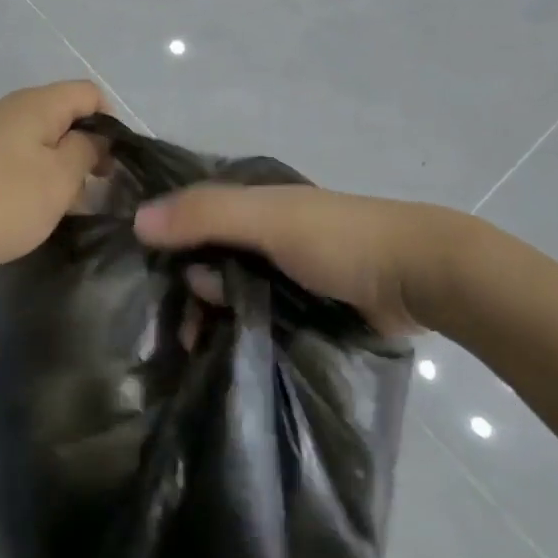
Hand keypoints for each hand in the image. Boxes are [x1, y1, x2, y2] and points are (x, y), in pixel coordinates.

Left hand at [0, 81, 106, 290]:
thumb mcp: (57, 180)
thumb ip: (85, 153)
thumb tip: (94, 139)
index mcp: (36, 104)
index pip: (89, 94)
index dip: (111, 125)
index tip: (114, 167)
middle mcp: (7, 110)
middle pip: (61, 119)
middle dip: (84, 153)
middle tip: (92, 196)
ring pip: (34, 145)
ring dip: (55, 173)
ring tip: (59, 212)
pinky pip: (8, 164)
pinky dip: (25, 184)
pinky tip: (22, 216)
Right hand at [133, 184, 480, 336]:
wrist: (421, 278)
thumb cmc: (339, 239)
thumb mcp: (267, 219)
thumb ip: (204, 216)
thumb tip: (136, 221)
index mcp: (251, 202)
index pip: (189, 216)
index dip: (163, 242)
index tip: (141, 283)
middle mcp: (260, 233)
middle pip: (205, 258)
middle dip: (187, 290)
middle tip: (176, 333)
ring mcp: (281, 272)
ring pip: (228, 291)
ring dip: (211, 316)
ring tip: (195, 351)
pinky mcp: (301, 307)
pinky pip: (255, 316)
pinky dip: (238, 330)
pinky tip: (222, 354)